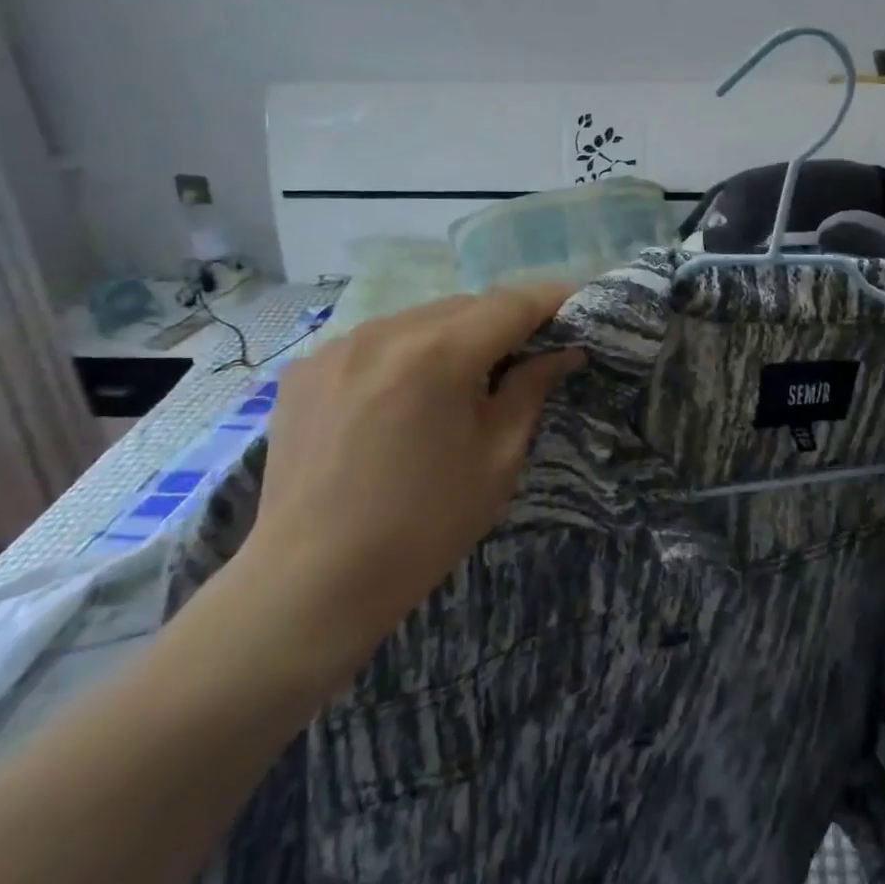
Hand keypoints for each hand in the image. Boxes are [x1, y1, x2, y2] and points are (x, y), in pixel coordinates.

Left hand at [223, 285, 582, 690]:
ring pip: (419, 319)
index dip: (551, 299)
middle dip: (504, 321)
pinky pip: (375, 342)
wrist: (311, 584)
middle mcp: (384, 332)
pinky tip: (405, 395)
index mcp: (438, 355)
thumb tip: (564, 352)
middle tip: (531, 351)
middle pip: (465, 305)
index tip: (579, 304)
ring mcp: (337, 347)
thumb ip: (531, 389)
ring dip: (454, 336)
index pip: (511, 303)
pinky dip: (406, 354)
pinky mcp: (305, 369)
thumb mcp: (497, 458)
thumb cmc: (423, 527)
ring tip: (466, 378)